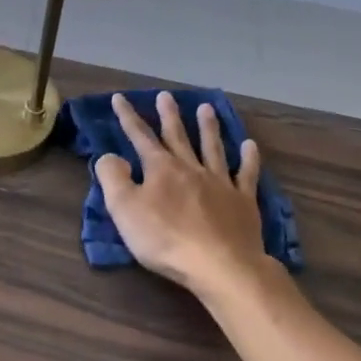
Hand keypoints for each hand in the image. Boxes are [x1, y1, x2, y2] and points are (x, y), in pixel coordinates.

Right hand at [96, 92, 269, 295]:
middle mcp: (191, 168)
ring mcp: (220, 183)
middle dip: (169, 115)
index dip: (128, 117)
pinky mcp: (243, 202)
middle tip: (166, 96)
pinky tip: (249, 145)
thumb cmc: (165, 239)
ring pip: (212, 148)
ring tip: (206, 108)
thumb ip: (112, 178)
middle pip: (178, 136)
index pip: (140, 136)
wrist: (220, 265)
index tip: (120, 98)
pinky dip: (248, 158)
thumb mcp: (124, 209)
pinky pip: (246, 174)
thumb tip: (110, 155)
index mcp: (161, 169)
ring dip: (208, 127)